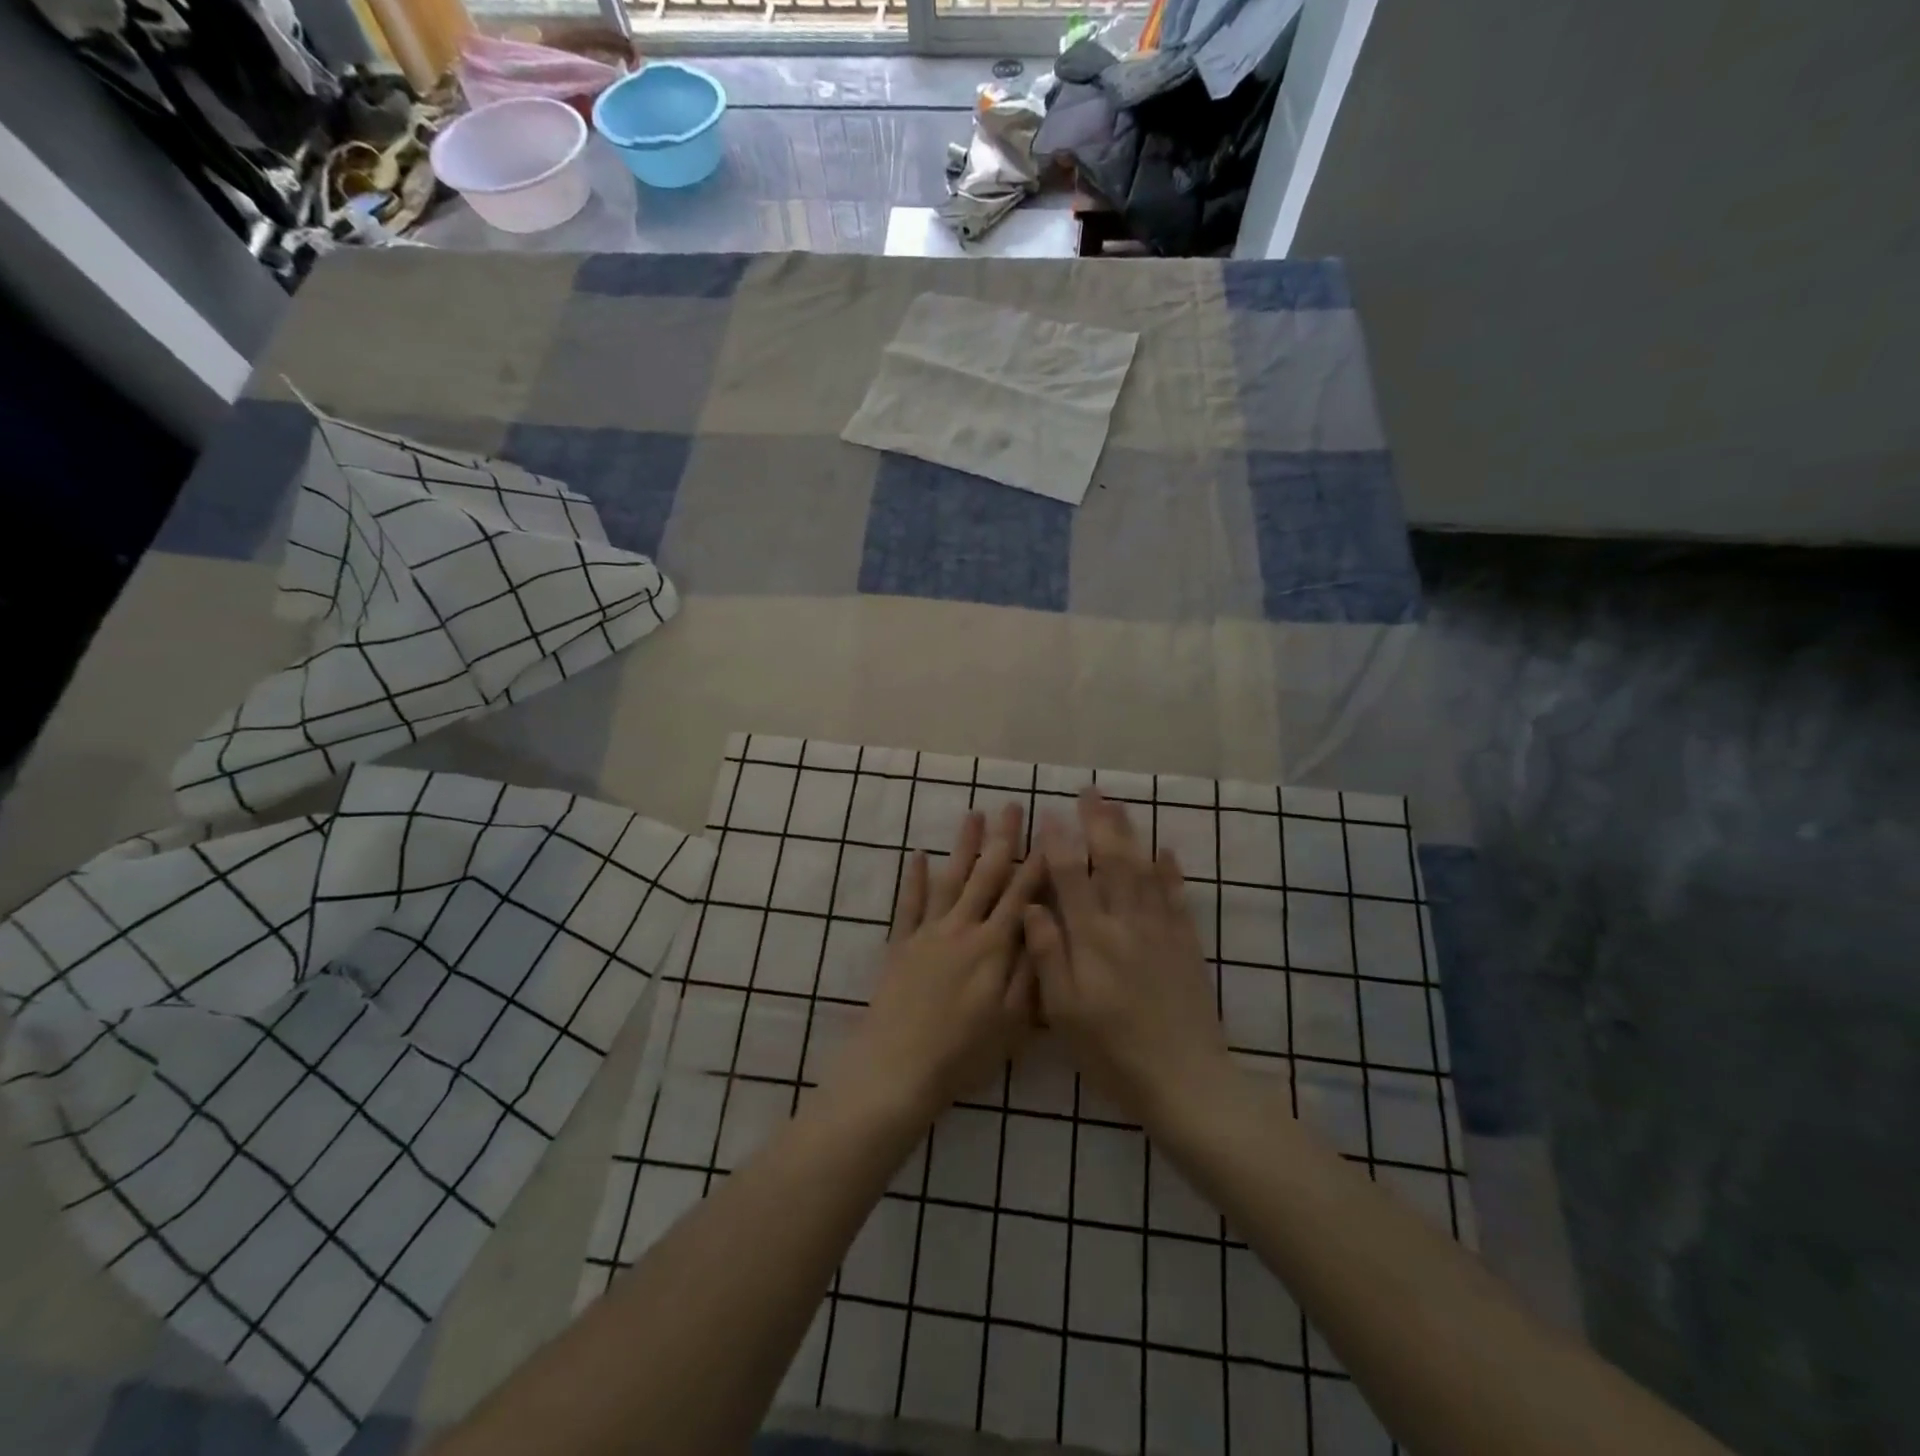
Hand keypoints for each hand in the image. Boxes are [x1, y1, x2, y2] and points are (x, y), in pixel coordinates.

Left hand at [828, 805, 1045, 1125]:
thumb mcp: (1012, 1023)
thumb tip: (1046, 926)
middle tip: (1011, 806)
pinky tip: (919, 854)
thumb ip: (1030, 971)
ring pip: (950, 879)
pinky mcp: (900, 944)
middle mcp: (962, 929)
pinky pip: (909, 903)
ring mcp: (928, 933)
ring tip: (973, 814)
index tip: (1049, 833)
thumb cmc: (962, 1054)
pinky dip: (915, 877)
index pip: (1021, 896)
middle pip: (986, 876)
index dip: (1037, 864)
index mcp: (994, 948)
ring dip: (963, 845)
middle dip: (1002, 840)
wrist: (896, 1069)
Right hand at [1024, 790, 1230, 1125]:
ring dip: (1131, 834)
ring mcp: (1161, 931)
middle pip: (1112, 861)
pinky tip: (1166, 851)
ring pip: (1144, 870)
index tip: (1049, 814)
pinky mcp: (1186, 945)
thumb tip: (1031, 907)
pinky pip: (1177, 896)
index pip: (1072, 877)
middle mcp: (1127, 923)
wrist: (1185, 1080)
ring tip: (1119, 806)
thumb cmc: (1113, 1051)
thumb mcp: (1064, 1012)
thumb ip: (1047, 955)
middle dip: (1099, 823)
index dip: (1059, 842)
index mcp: (1092, 939)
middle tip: (1089, 792)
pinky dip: (1171, 870)